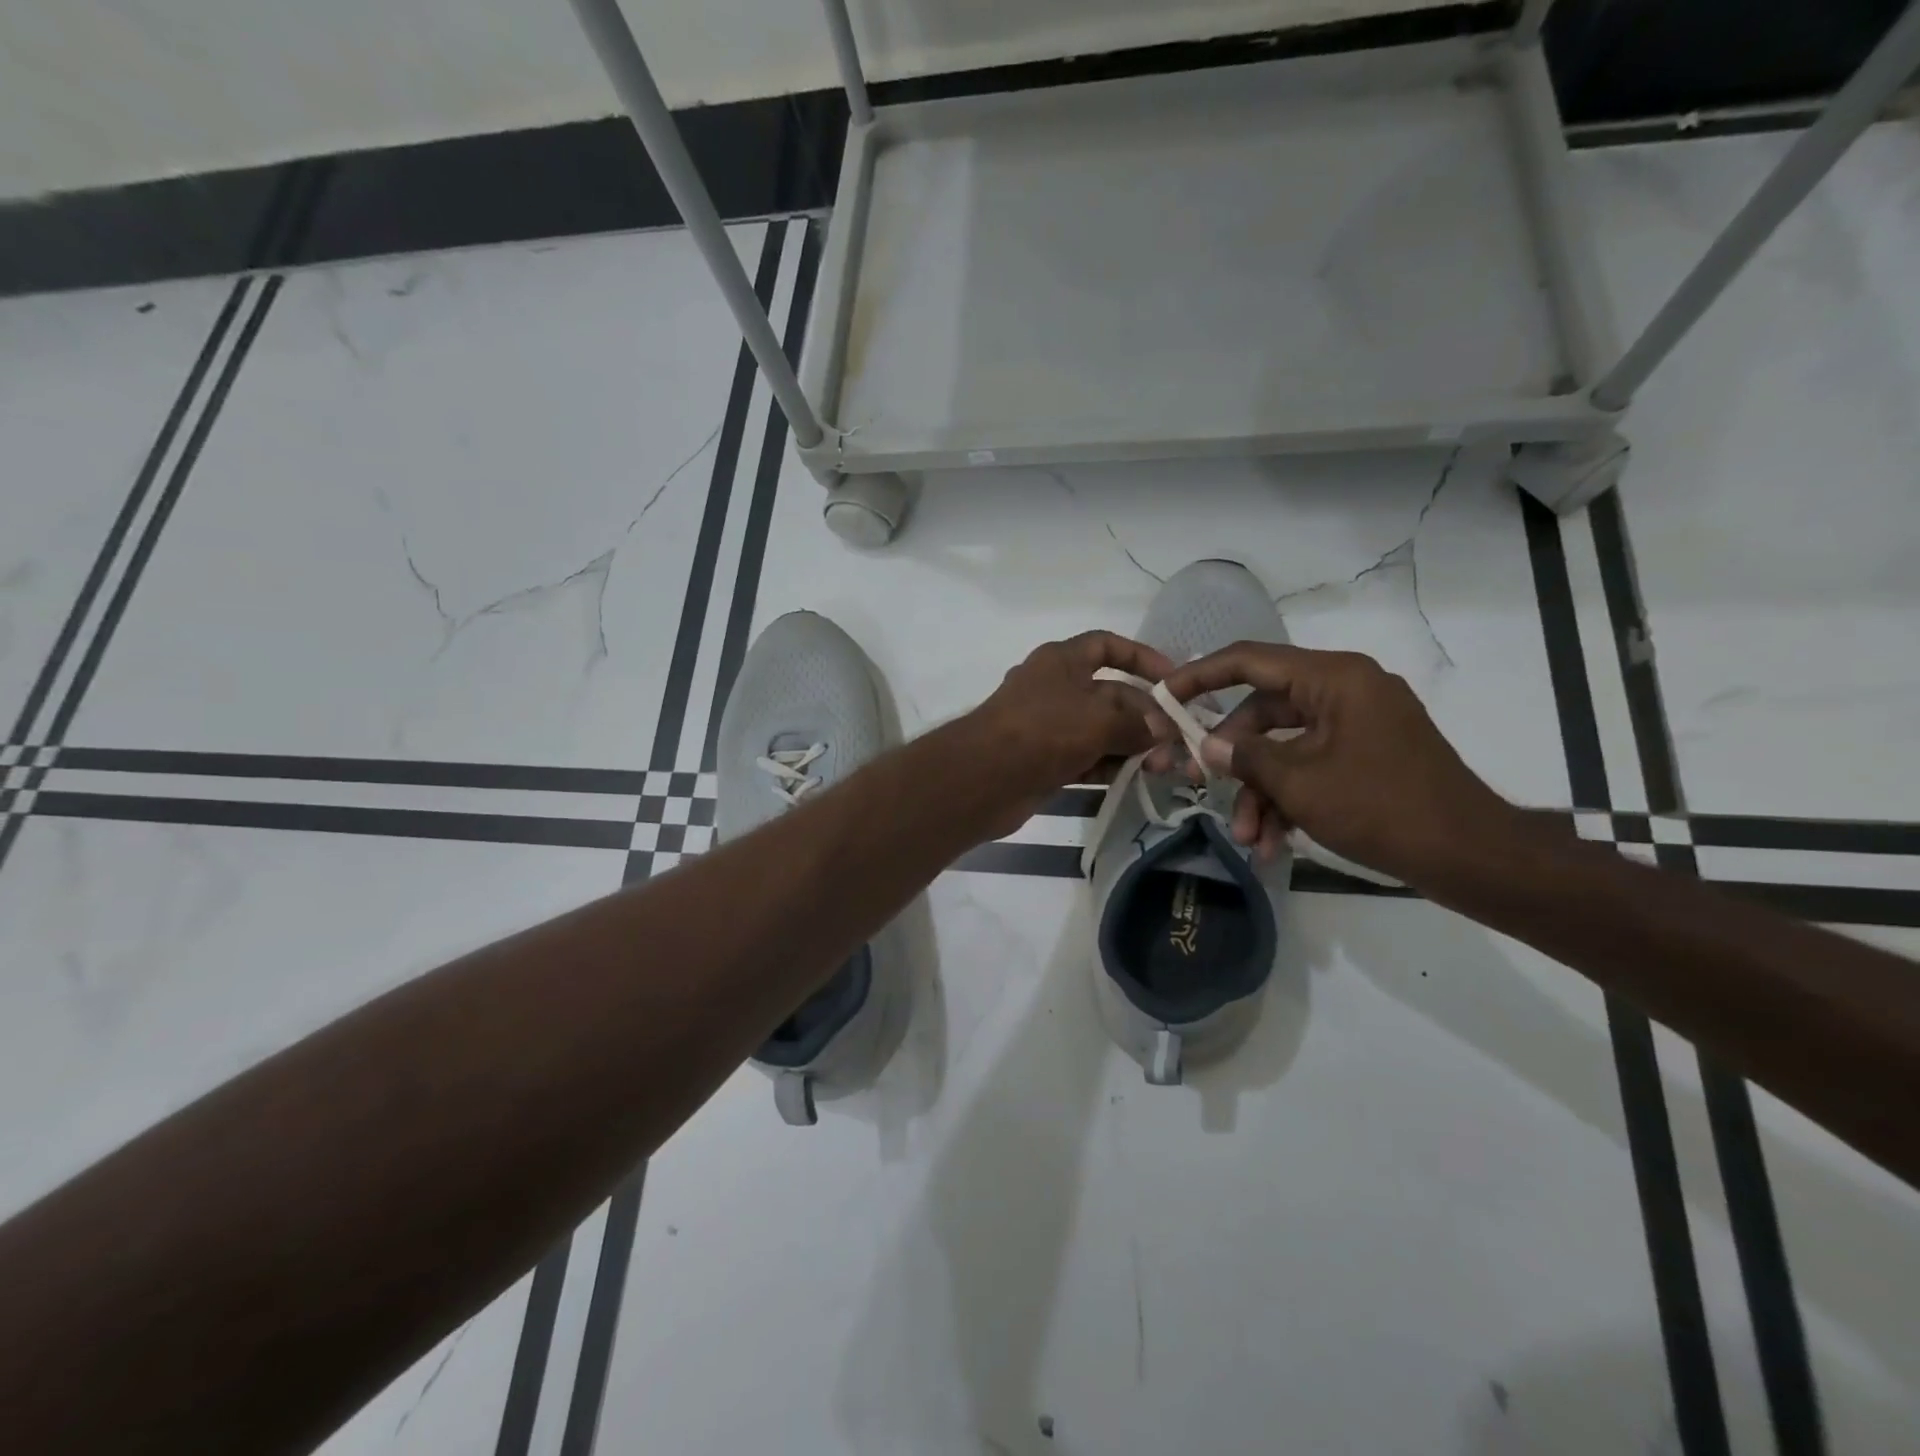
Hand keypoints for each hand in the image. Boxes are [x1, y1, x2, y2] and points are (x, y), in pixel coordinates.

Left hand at [968, 631, 1176, 834]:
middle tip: (1175, 742)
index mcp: (1061, 661)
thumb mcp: (1098, 719)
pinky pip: (1086, 757)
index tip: (1172, 679)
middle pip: (1110, 694)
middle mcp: (1055, 688)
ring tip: (1162, 767)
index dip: (1140, 657)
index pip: (1106, 645)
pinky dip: (1109, 765)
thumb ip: (1136, 723)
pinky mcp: (1045, 760)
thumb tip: (1163, 730)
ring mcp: (1049, 726)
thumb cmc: (1043, 731)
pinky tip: (1135, 779)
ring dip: (1131, 745)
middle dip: (1144, 715)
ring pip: (1100, 730)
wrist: (983, 778)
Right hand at [1160, 644, 1522, 885]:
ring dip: (1259, 792)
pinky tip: (1273, 842)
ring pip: (1284, 748)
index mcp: (1333, 679)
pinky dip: (1289, 799)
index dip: (1199, 676)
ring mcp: (1356, 724)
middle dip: (1230, 759)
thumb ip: (1245, 757)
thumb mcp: (1300, 783)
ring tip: (1247, 838)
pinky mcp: (1365, 755)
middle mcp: (1344, 691)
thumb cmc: (1382, 808)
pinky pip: (1310, 766)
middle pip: (1262, 712)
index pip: (1250, 660)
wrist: (1471, 856)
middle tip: (1191, 783)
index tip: (1163, 698)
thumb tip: (1206, 747)